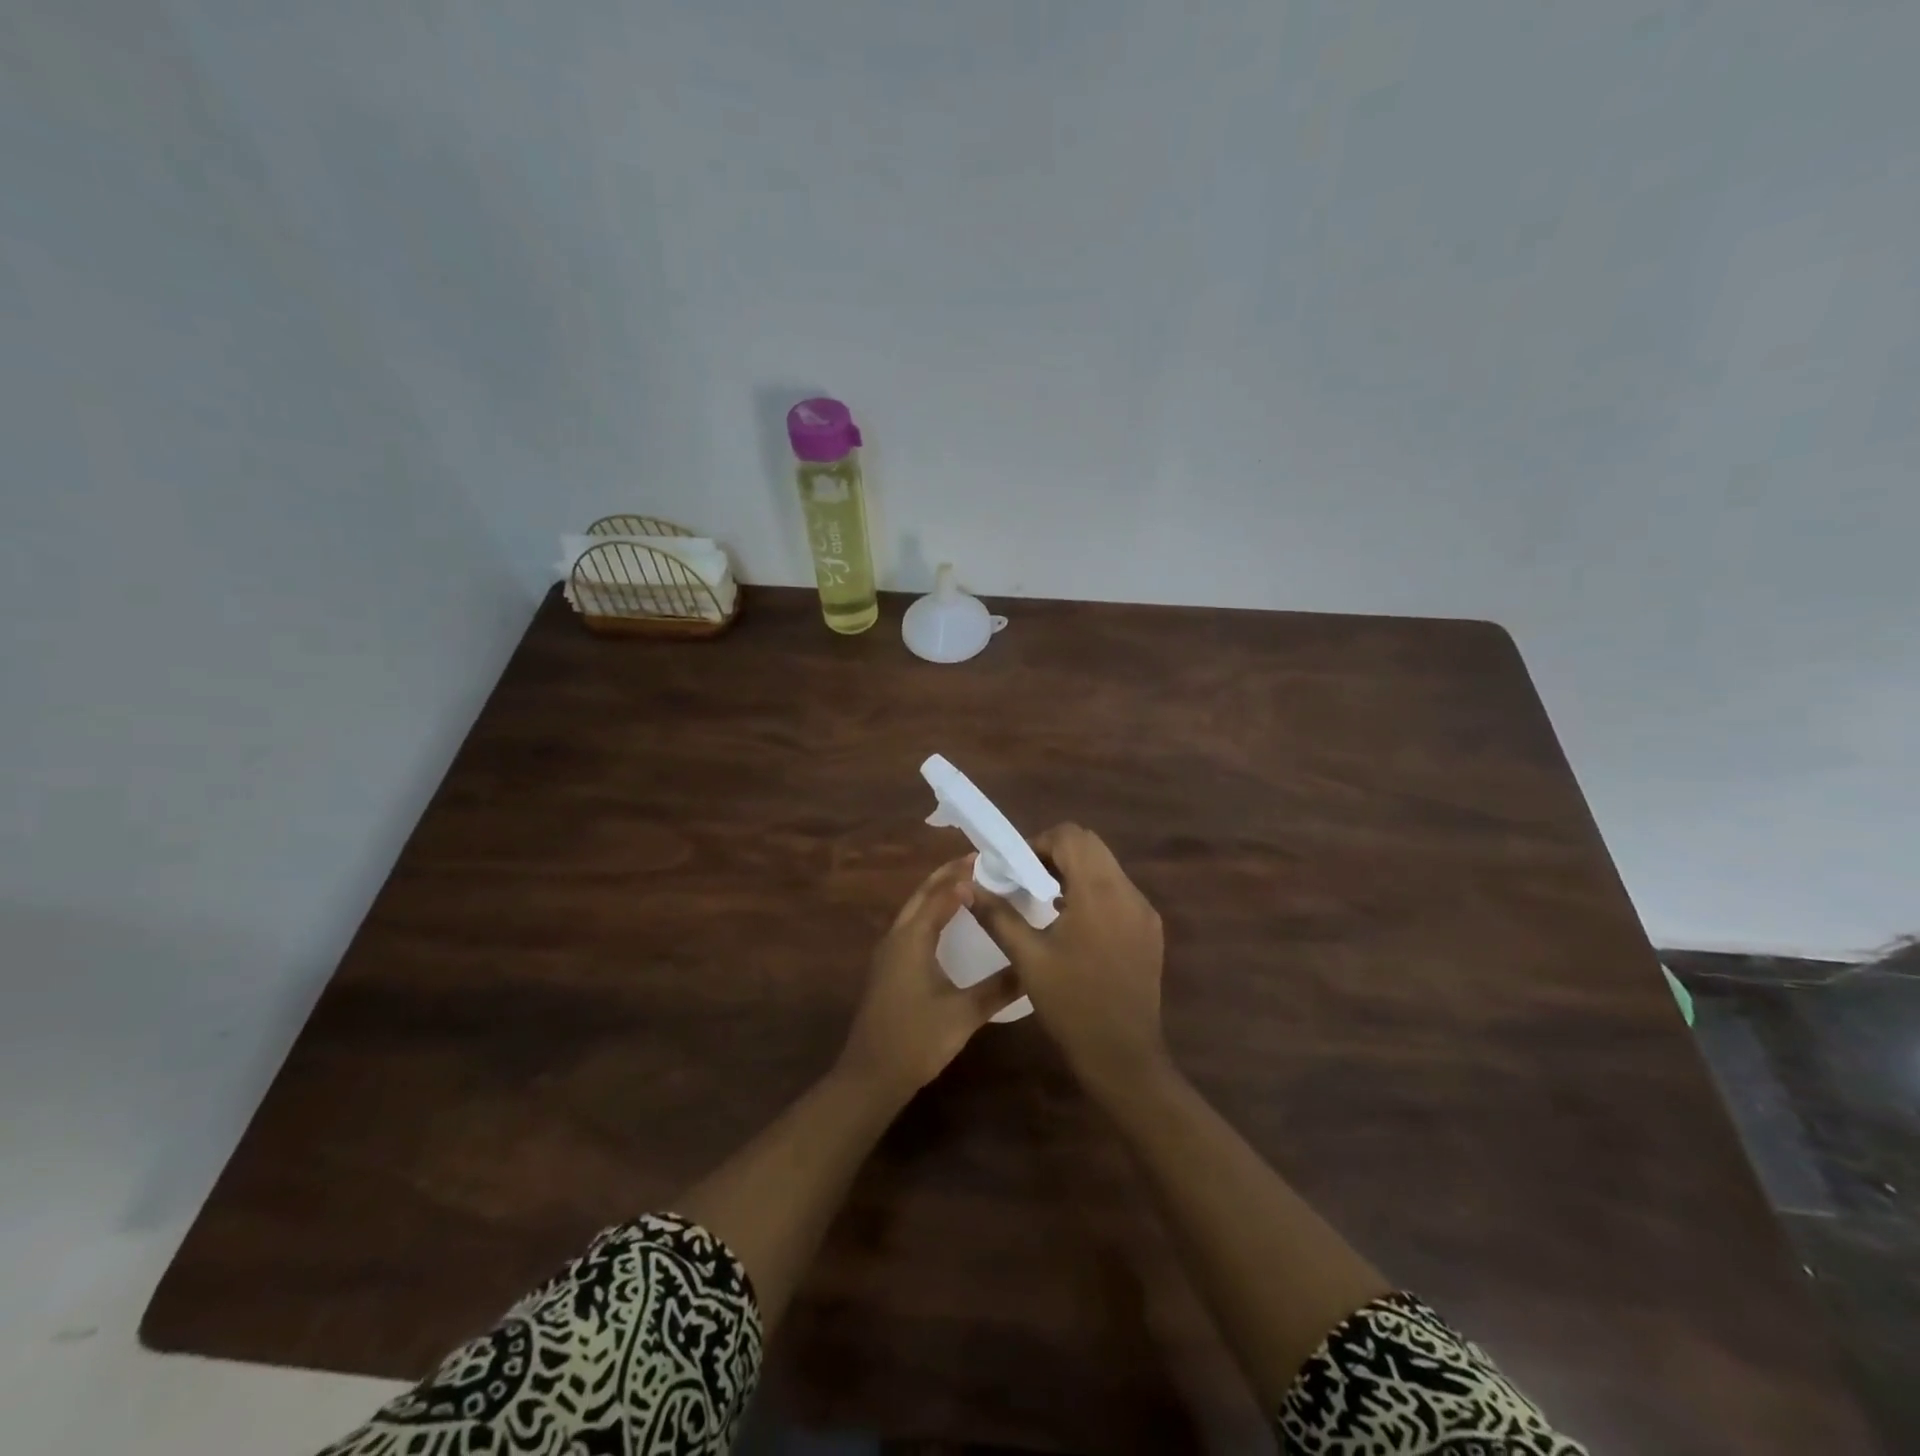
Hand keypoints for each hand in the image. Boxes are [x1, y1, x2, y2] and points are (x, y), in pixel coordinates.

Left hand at [838, 856, 1019, 1099]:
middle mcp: (897, 937)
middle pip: (922, 894)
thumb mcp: (964, 1014)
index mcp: (912, 938)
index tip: (990, 861)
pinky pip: (911, 925)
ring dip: (937, 892)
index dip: (963, 875)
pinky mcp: (888, 967)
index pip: (940, 894)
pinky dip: (930, 912)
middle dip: (948, 875)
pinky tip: (947, 924)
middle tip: (980, 863)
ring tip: (968, 884)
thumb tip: (1033, 966)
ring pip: (914, 909)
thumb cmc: (916, 1040)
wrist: (870, 1076)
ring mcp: (888, 952)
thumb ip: (999, 988)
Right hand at [972, 824, 1166, 1095]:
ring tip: (1048, 904)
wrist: (1123, 1055)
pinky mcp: (1151, 930)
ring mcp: (1144, 911)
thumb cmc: (1071, 1004)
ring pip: (1107, 867)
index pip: (1071, 836)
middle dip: (1056, 854)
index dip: (1040, 843)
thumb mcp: (1027, 958)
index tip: (1018, 869)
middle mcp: (1128, 892)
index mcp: (1098, 892)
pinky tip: (1076, 926)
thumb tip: (969, 886)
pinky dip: (1095, 893)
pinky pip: (1120, 892)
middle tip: (1030, 882)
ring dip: (1076, 872)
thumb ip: (998, 915)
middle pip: (1091, 845)